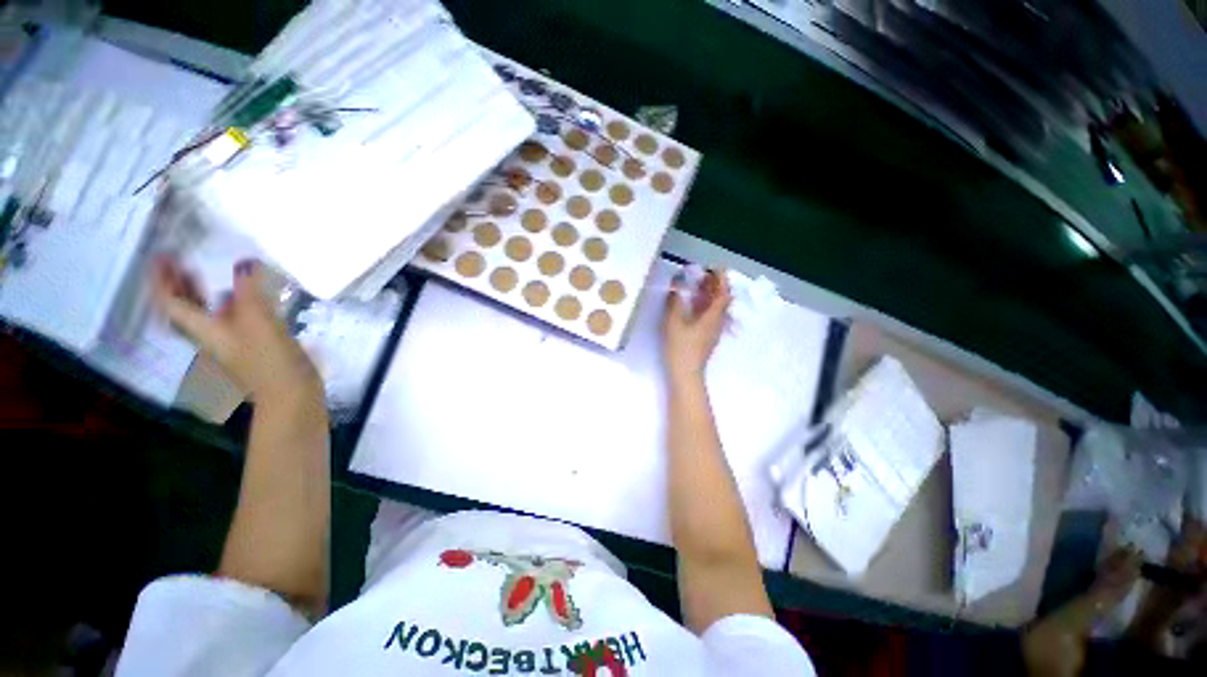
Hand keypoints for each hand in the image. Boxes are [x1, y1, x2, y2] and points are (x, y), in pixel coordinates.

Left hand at [152, 256, 318, 400]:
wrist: (289, 391)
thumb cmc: (268, 358)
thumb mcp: (258, 320)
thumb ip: (249, 290)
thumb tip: (244, 262)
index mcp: (203, 329)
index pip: (171, 302)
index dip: (162, 279)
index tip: (162, 255)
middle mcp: (210, 334)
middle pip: (184, 308)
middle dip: (178, 283)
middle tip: (179, 259)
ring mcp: (230, 341)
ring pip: (205, 313)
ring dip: (200, 292)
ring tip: (204, 272)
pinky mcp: (251, 345)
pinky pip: (228, 318)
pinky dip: (227, 302)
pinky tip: (241, 296)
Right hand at [663, 269, 731, 380]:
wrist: (686, 374)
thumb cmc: (681, 348)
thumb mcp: (673, 323)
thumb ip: (674, 304)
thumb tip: (675, 289)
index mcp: (712, 317)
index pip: (723, 294)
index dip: (721, 280)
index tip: (715, 268)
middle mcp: (717, 323)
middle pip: (721, 300)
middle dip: (715, 285)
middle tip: (704, 274)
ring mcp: (712, 331)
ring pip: (716, 308)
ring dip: (710, 295)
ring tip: (698, 286)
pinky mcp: (706, 337)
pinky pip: (710, 316)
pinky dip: (705, 305)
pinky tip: (693, 305)